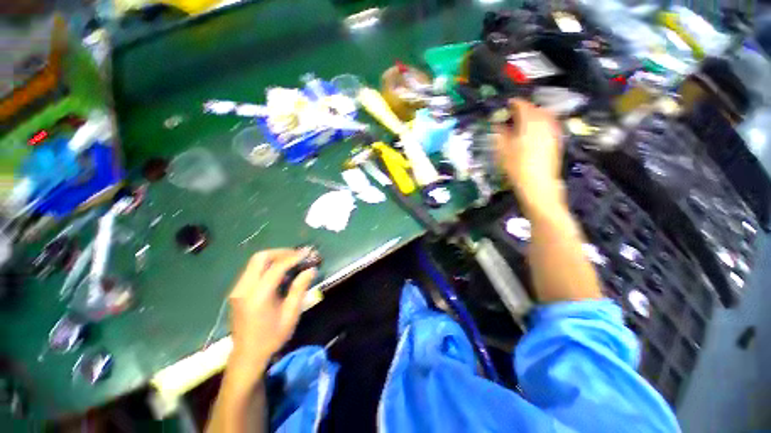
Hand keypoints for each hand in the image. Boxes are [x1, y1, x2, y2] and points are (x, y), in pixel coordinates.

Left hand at [227, 249, 316, 370]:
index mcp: (258, 296)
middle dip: (281, 252)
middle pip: (260, 258)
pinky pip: (252, 270)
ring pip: (255, 262)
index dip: (293, 257)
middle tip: (297, 255)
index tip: (307, 252)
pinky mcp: (237, 292)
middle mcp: (244, 289)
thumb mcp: (291, 314)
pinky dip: (267, 266)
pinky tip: (279, 273)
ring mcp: (237, 290)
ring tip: (291, 262)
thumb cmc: (272, 337)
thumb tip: (311, 270)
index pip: (276, 267)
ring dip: (274, 258)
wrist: (247, 356)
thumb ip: (299, 289)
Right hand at [494, 99, 564, 208]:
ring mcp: (553, 130)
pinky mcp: (557, 139)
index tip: (506, 104)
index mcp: (530, 122)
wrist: (538, 183)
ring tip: (522, 122)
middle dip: (524, 108)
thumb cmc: (517, 166)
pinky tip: (533, 131)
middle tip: (513, 114)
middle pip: (535, 108)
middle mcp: (545, 122)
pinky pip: (549, 124)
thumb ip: (500, 134)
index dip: (514, 103)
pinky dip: (540, 123)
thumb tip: (498, 124)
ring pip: (544, 115)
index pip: (522, 105)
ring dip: (533, 115)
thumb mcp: (503, 150)